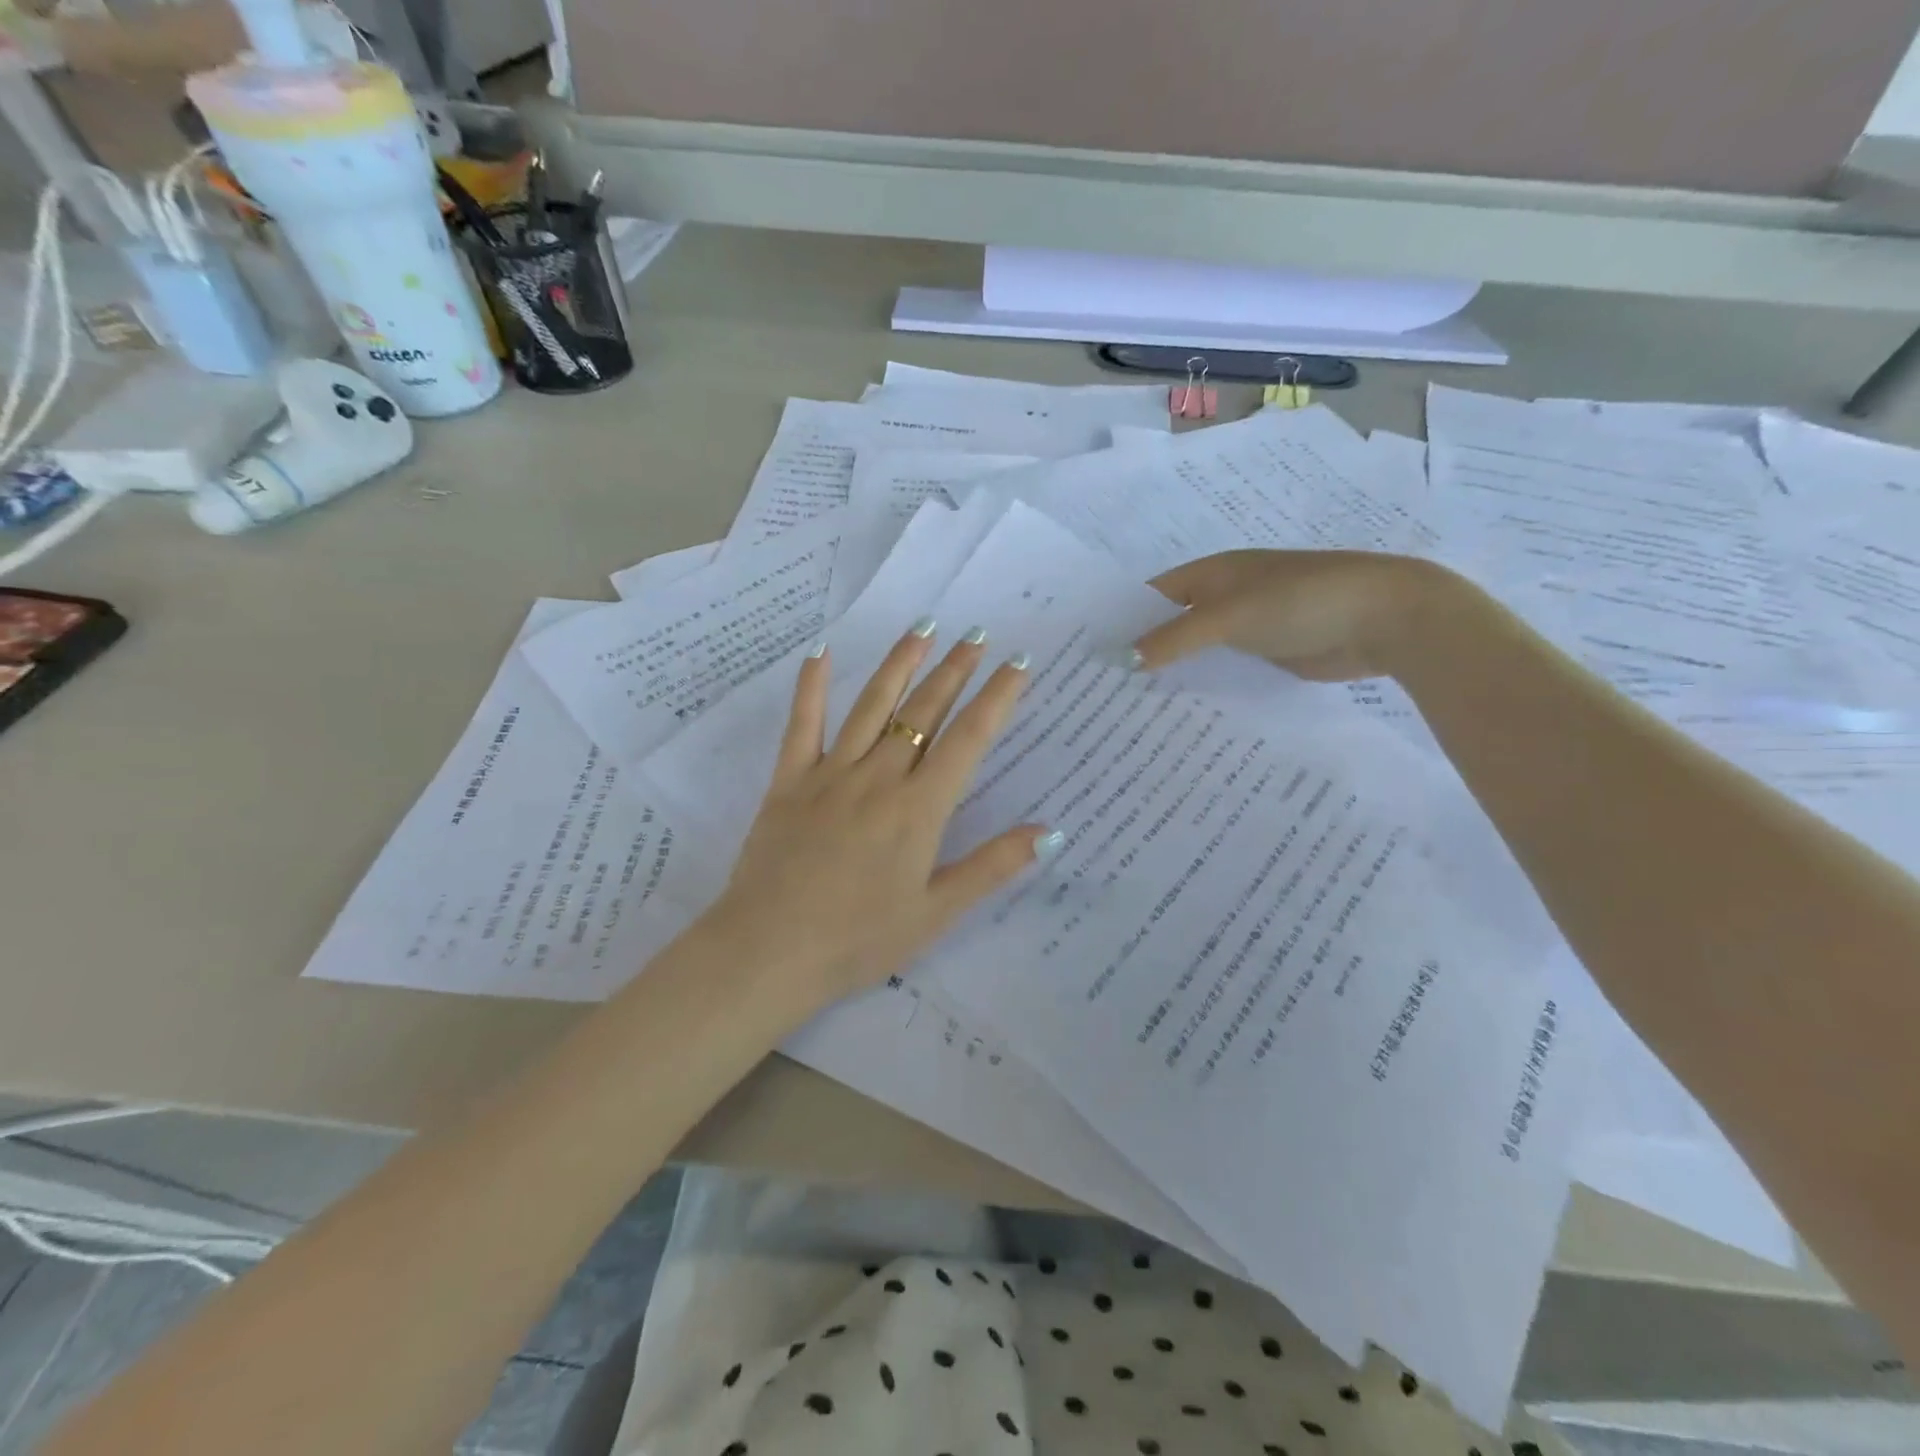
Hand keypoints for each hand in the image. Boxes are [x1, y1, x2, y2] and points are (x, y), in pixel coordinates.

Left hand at [702, 626, 1049, 1006]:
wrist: (769, 952)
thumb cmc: (859, 940)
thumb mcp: (936, 912)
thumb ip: (992, 866)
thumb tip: (1050, 831)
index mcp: (919, 809)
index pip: (968, 739)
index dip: (997, 698)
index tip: (1017, 663)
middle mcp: (878, 778)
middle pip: (923, 712)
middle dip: (954, 671)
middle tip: (975, 635)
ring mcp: (830, 774)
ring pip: (872, 707)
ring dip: (900, 665)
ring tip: (922, 629)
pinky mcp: (788, 781)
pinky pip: (802, 724)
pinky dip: (812, 686)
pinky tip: (821, 652)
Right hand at [1131, 549, 1466, 681]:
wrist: (1384, 619)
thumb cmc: (1301, 600)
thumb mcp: (1230, 615)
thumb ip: (1175, 637)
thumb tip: (1123, 660)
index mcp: (1213, 573)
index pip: (1153, 595)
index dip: (1123, 618)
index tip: (1090, 652)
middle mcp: (1224, 597)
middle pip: (1173, 624)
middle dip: (1143, 650)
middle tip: (1104, 688)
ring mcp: (1247, 627)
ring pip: (1198, 650)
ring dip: (1173, 672)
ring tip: (1132, 706)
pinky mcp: (1267, 655)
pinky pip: (1224, 669)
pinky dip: (1204, 685)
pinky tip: (1180, 711)